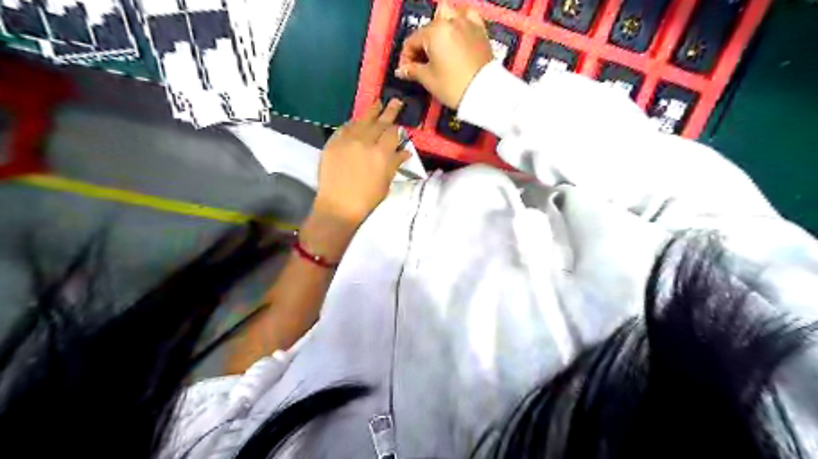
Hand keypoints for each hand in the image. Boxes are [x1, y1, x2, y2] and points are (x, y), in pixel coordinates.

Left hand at [316, 100, 412, 228]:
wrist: (339, 205)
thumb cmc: (367, 199)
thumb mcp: (386, 183)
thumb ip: (395, 164)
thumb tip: (405, 151)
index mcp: (382, 154)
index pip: (393, 133)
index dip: (397, 127)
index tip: (400, 122)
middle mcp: (365, 142)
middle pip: (379, 122)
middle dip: (388, 111)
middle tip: (395, 101)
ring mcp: (347, 141)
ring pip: (361, 121)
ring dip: (370, 112)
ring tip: (377, 103)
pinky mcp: (333, 143)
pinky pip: (344, 127)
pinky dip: (352, 123)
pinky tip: (356, 121)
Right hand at [396, 2, 491, 109]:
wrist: (483, 92)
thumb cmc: (454, 86)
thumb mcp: (429, 80)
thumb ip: (412, 71)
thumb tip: (402, 70)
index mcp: (434, 31)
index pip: (412, 40)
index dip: (406, 57)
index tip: (407, 70)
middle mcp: (450, 21)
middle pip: (428, 29)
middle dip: (422, 45)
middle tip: (421, 63)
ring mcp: (467, 24)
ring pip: (448, 14)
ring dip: (440, 26)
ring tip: (438, 45)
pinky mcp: (480, 31)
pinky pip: (469, 17)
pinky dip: (461, 21)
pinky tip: (458, 32)